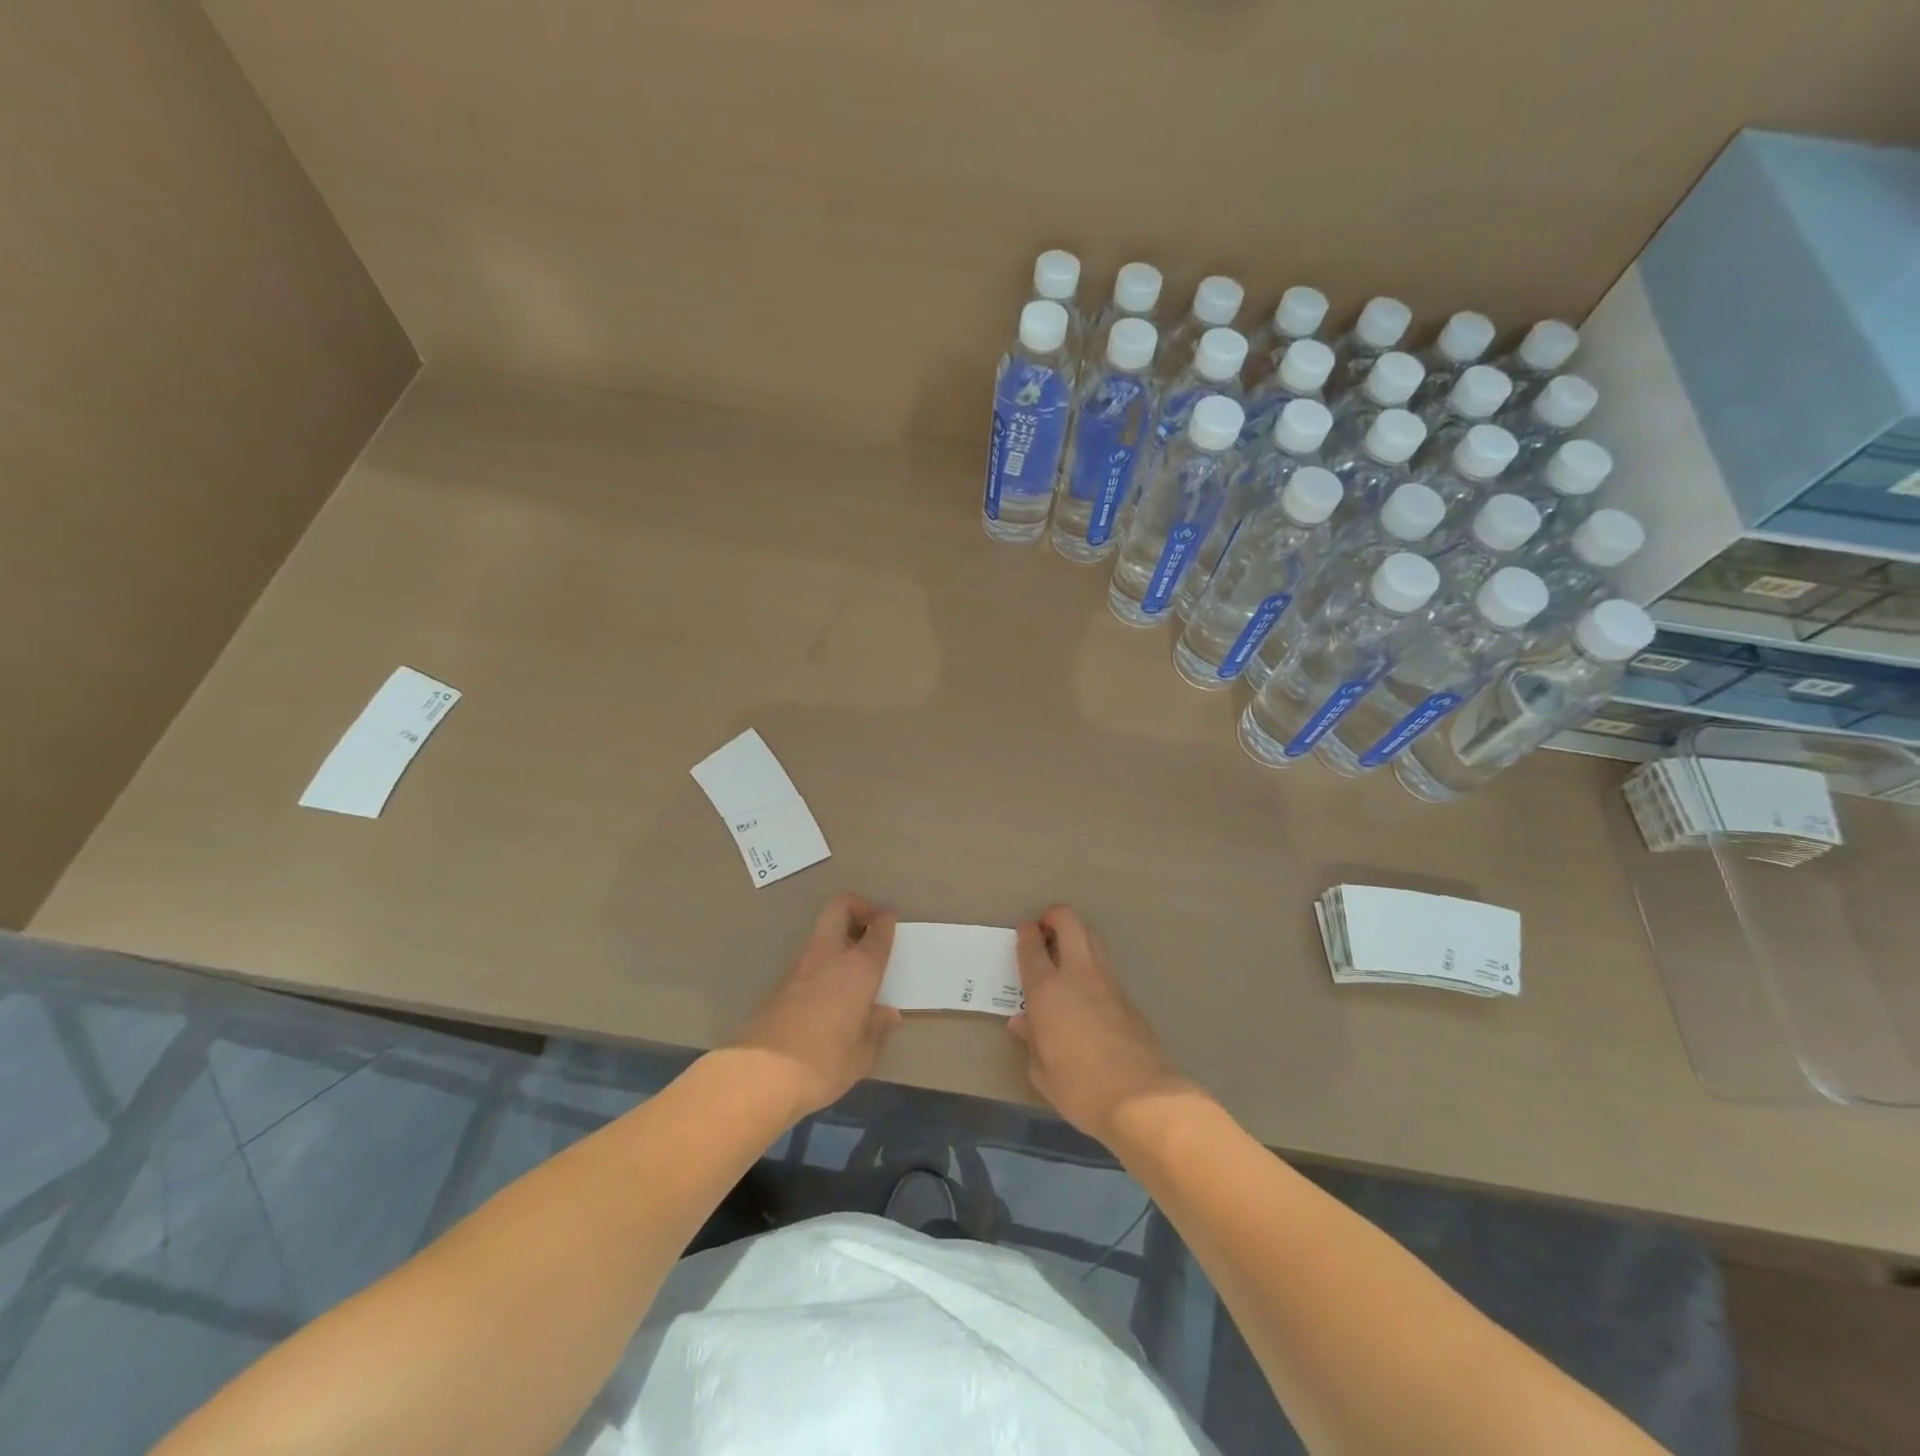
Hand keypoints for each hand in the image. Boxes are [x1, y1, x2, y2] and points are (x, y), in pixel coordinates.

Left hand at [731, 893, 899, 1119]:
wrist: (761, 1073)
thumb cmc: (824, 1062)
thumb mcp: (861, 1055)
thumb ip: (876, 1029)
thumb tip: (886, 1013)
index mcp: (859, 968)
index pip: (878, 931)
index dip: (886, 921)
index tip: (890, 920)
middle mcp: (829, 956)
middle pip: (839, 908)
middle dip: (856, 907)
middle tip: (868, 926)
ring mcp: (800, 966)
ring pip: (821, 932)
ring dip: (838, 937)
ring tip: (851, 964)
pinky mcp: (779, 983)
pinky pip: (808, 959)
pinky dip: (822, 962)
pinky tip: (828, 990)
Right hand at [1009, 906, 1189, 1141]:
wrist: (1142, 1098)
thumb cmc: (1080, 1087)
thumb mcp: (1042, 1071)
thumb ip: (1031, 1040)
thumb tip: (1022, 1021)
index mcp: (1047, 989)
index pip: (1032, 945)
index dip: (1025, 933)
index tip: (1023, 935)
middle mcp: (1077, 974)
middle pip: (1069, 921)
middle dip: (1054, 917)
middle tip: (1045, 933)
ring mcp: (1107, 981)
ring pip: (1091, 938)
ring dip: (1076, 937)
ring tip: (1064, 959)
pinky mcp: (1128, 996)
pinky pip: (1105, 965)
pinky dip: (1091, 965)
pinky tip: (1086, 991)